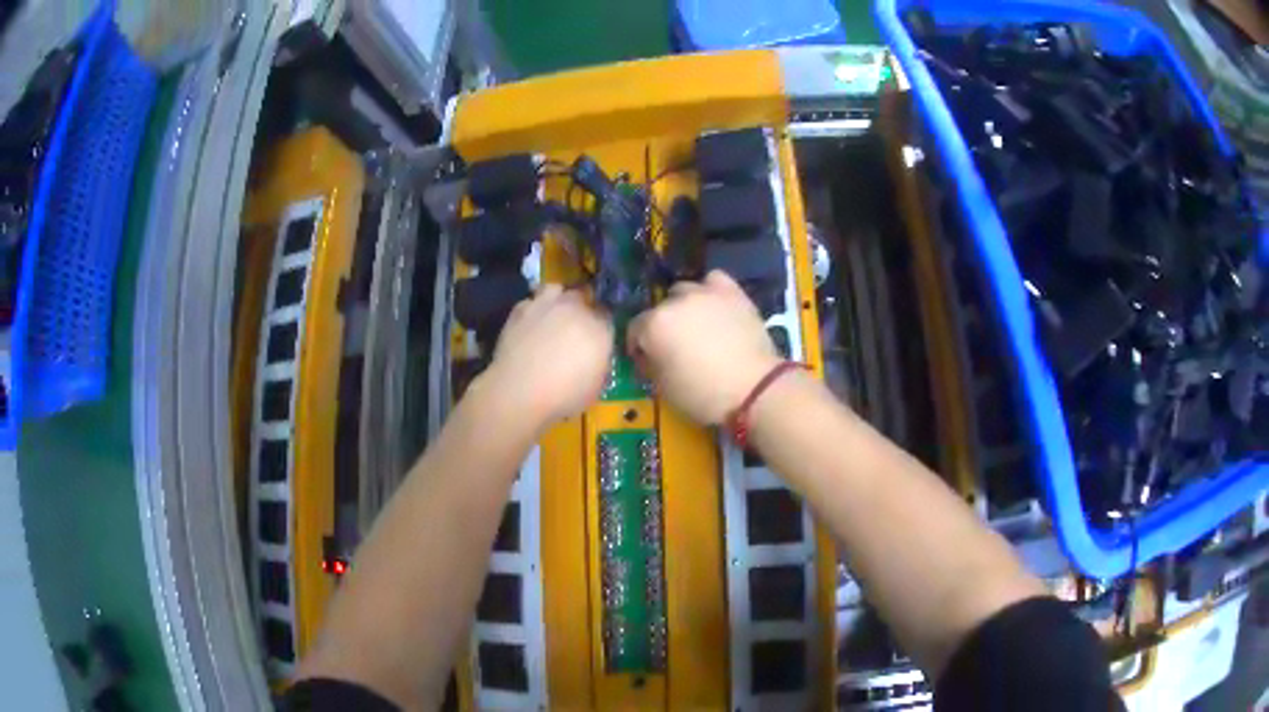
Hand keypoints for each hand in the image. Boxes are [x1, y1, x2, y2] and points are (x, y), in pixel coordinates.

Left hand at [482, 285, 612, 427]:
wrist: (520, 391)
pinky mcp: (520, 309)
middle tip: (573, 328)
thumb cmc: (563, 395)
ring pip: (555, 289)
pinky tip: (528, 325)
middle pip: (582, 297)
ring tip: (551, 316)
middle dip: (580, 309)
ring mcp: (545, 305)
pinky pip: (530, 302)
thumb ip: (599, 363)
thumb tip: (595, 356)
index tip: (595, 338)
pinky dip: (531, 310)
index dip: (601, 326)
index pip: (607, 316)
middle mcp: (575, 309)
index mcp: (599, 327)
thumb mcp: (596, 387)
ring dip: (556, 299)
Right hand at [627, 271, 781, 424]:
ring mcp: (704, 292)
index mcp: (654, 325)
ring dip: (684, 306)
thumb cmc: (704, 395)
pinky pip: (713, 281)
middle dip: (663, 325)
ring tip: (697, 325)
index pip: (635, 329)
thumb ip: (651, 364)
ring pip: (684, 291)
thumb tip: (650, 356)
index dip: (639, 346)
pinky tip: (715, 306)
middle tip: (675, 346)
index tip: (647, 360)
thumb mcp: (664, 388)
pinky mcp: (732, 291)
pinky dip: (710, 291)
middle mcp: (675, 302)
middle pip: (660, 309)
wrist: (754, 388)